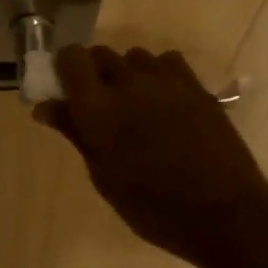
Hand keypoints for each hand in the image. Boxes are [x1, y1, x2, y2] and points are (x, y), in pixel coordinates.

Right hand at [35, 45, 267, 267]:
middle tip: (98, 105)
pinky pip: (167, 62)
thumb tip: (45, 107)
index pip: (71, 58)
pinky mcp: (196, 86)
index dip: (64, 68)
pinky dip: (158, 73)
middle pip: (101, 54)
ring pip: (134, 57)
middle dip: (93, 73)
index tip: (65, 90)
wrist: (223, 212)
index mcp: (98, 108)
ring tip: (134, 105)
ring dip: (126, 73)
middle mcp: (129, 83)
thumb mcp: (104, 177)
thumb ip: (75, 133)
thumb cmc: (152, 207)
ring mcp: (166, 81)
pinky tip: (163, 101)